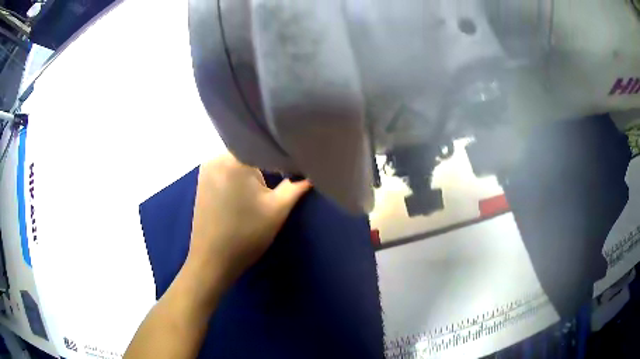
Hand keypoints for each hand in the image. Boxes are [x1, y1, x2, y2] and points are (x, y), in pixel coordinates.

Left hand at [185, 153, 310, 290]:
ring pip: (237, 162)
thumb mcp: (277, 210)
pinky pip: (225, 171)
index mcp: (233, 160)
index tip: (293, 165)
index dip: (281, 155)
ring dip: (251, 172)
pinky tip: (244, 194)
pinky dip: (238, 177)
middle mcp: (215, 158)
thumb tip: (311, 172)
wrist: (212, 261)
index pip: (264, 147)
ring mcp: (205, 170)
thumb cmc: (246, 235)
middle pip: (249, 153)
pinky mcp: (201, 183)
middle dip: (266, 164)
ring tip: (263, 188)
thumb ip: (296, 186)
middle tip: (281, 177)